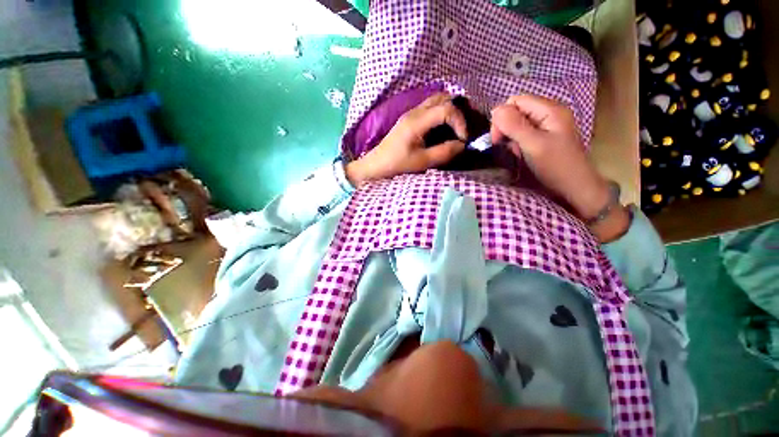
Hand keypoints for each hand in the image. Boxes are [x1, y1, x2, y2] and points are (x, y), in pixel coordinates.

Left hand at [345, 93, 467, 185]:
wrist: (377, 164)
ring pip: (436, 100)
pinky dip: (441, 112)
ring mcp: (411, 113)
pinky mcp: (409, 118)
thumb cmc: (398, 164)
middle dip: (458, 111)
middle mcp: (414, 111)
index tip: (463, 139)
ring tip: (456, 127)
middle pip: (442, 97)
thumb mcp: (422, 162)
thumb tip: (462, 145)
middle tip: (463, 128)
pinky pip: (430, 107)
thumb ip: (444, 152)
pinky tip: (444, 127)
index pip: (446, 109)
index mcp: (417, 121)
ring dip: (450, 109)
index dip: (460, 121)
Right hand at [490, 95, 628, 241]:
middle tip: (504, 145)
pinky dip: (517, 142)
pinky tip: (520, 153)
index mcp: (549, 109)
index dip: (502, 116)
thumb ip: (514, 126)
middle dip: (505, 127)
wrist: (575, 187)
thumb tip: (495, 110)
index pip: (516, 100)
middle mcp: (549, 113)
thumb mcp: (533, 145)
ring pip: (518, 122)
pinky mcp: (545, 136)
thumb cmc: (556, 166)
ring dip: (511, 136)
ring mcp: (548, 125)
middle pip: (517, 110)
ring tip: (515, 151)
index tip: (498, 138)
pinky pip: (524, 133)